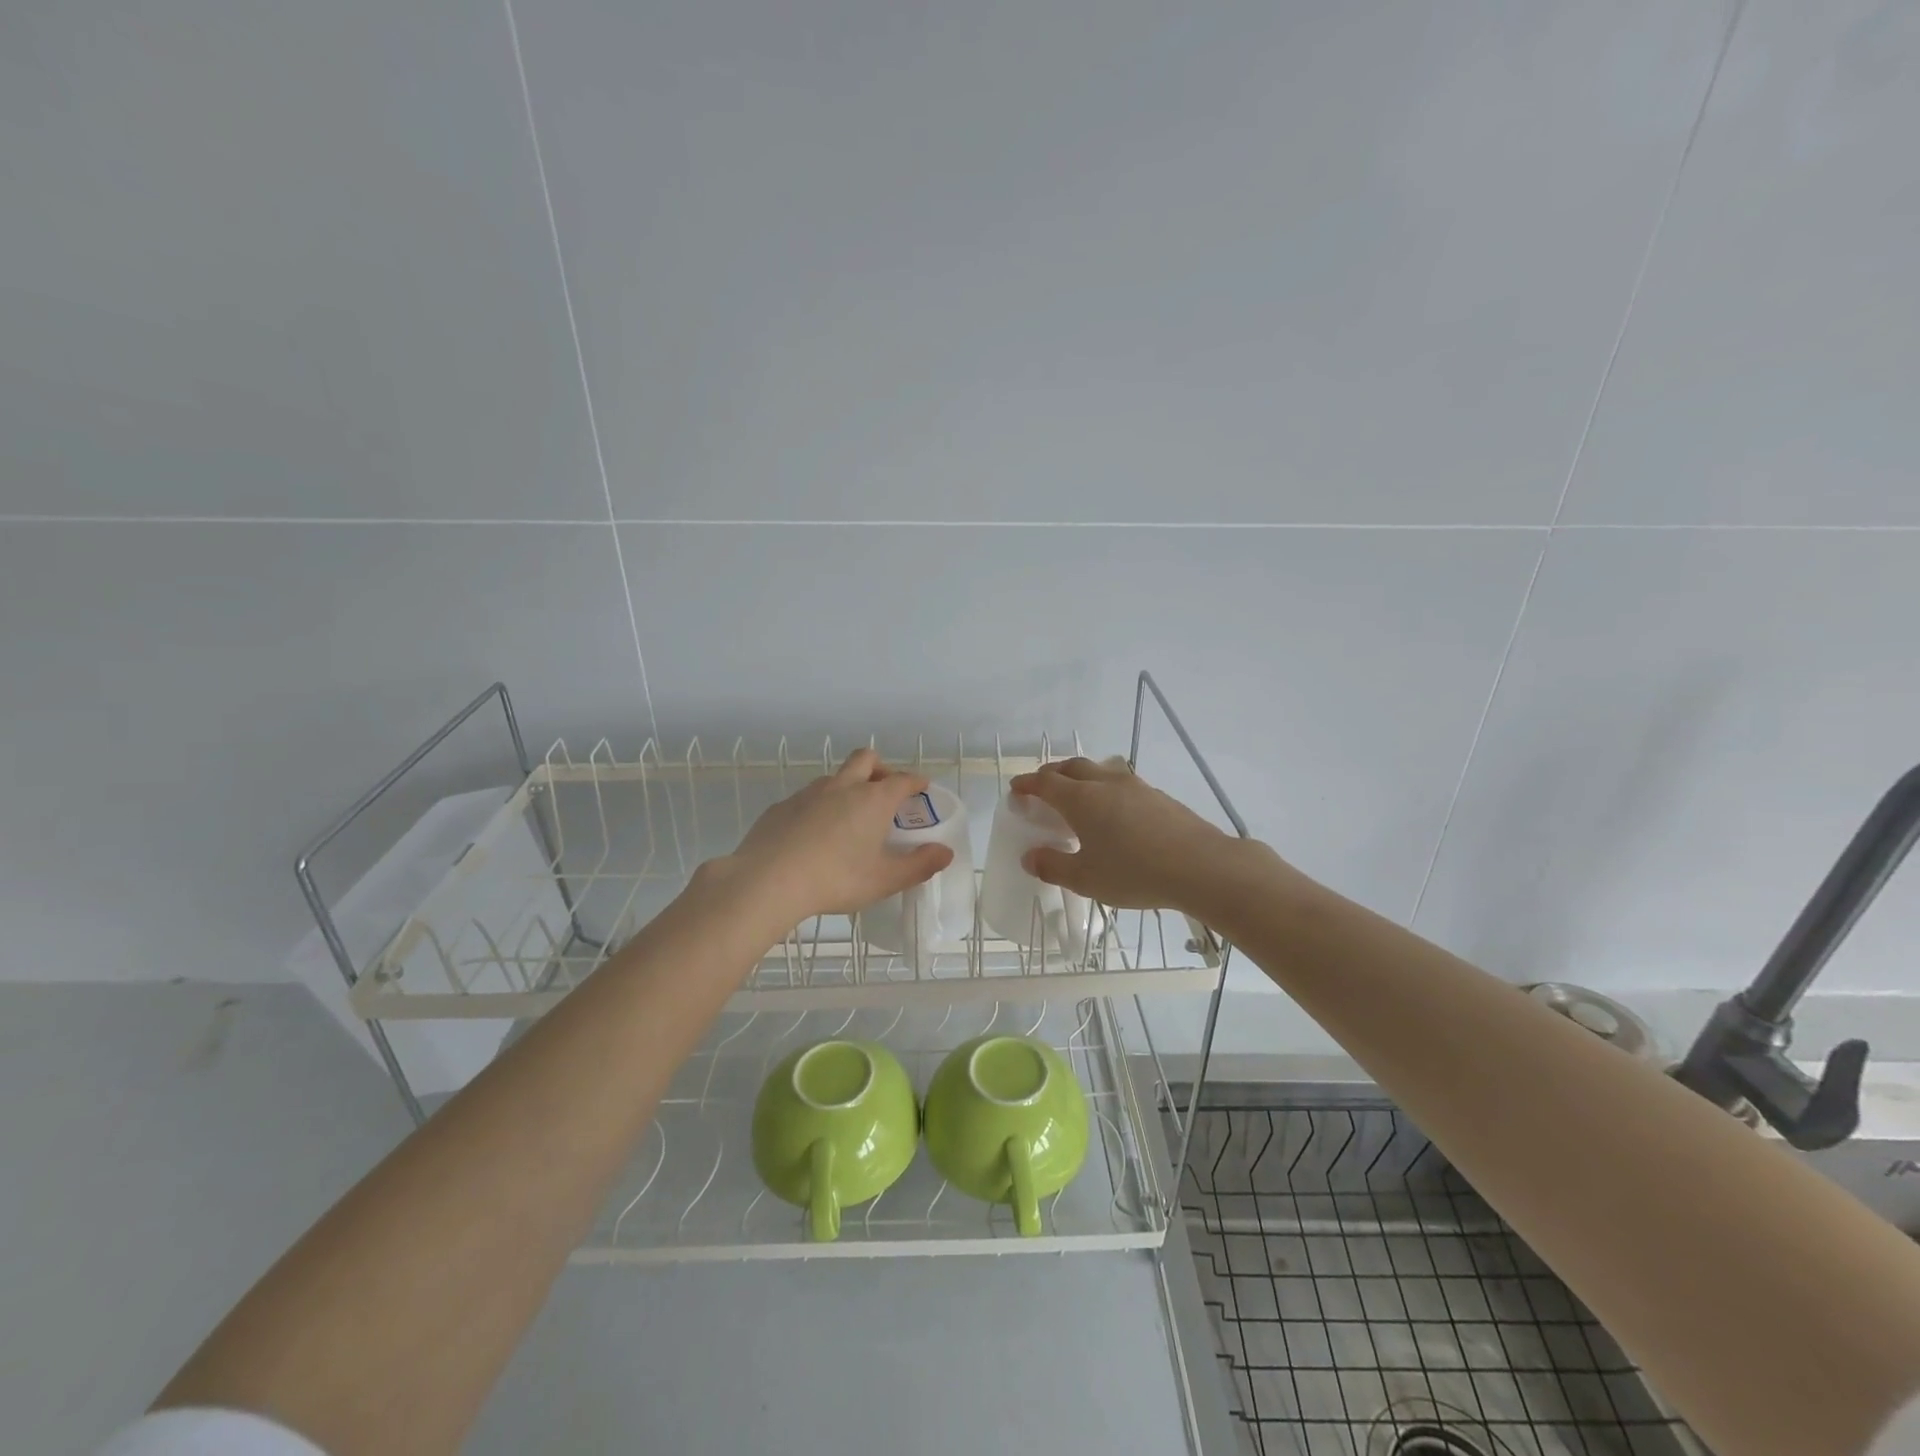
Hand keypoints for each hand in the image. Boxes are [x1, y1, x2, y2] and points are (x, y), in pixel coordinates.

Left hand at [723, 748, 952, 928]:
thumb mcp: (884, 880)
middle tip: (885, 791)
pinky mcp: (781, 807)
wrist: (767, 880)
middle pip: (866, 759)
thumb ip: (919, 865)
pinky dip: (818, 807)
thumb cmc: (835, 879)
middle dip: (880, 768)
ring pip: (834, 777)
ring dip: (847, 786)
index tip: (922, 787)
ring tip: (849, 817)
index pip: (902, 779)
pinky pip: (807, 798)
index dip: (916, 781)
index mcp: (873, 800)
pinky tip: (813, 834)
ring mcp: (808, 793)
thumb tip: (946, 852)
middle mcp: (843, 787)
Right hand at [1008, 757, 1246, 916]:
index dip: (1027, 784)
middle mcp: (1105, 783)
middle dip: (1052, 774)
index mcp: (1081, 799)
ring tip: (1077, 795)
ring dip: (1080, 777)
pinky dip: (1105, 788)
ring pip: (1099, 770)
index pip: (1045, 783)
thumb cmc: (1135, 872)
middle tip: (1042, 788)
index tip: (1016, 789)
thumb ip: (1053, 866)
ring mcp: (1135, 786)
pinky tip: (1113, 811)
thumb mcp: (1086, 878)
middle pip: (1071, 767)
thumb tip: (1030, 856)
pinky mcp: (1157, 796)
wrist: (1201, 866)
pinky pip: (1121, 782)